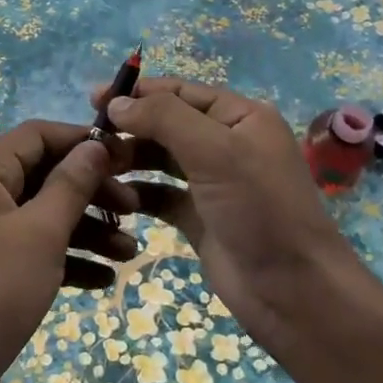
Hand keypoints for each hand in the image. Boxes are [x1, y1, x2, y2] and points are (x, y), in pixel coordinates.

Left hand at [0, 120, 137, 382]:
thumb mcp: (40, 233)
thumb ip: (70, 185)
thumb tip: (94, 146)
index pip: (36, 135)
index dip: (82, 141)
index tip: (125, 158)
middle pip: (43, 175)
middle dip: (91, 192)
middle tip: (135, 210)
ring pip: (41, 216)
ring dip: (86, 230)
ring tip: (130, 253)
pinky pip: (32, 249)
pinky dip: (65, 259)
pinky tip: (103, 280)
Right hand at [99, 78, 356, 347]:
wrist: (293, 291)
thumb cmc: (259, 208)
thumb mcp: (215, 151)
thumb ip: (164, 118)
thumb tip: (117, 102)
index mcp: (241, 117)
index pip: (181, 92)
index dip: (139, 92)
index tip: (95, 100)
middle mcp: (227, 144)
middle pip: (168, 124)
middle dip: (130, 128)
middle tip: (89, 140)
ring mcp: (213, 183)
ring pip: (161, 159)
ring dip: (130, 159)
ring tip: (96, 168)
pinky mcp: (199, 218)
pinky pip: (160, 195)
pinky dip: (138, 193)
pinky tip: (113, 197)